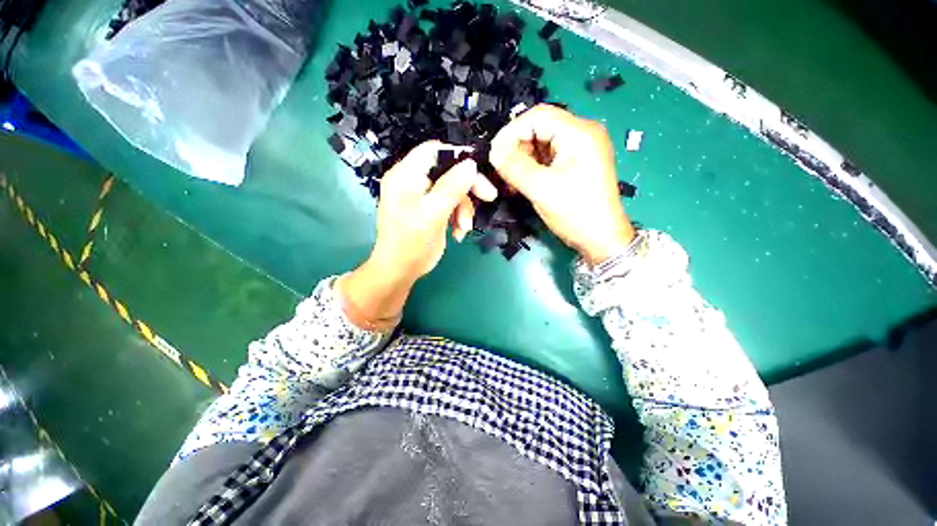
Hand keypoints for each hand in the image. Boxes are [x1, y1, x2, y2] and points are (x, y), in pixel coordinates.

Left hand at [339, 141, 496, 329]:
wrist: (401, 270)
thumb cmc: (412, 243)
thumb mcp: (433, 214)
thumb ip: (451, 187)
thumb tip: (470, 164)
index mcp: (406, 175)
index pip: (433, 151)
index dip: (457, 156)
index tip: (478, 170)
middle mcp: (413, 181)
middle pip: (448, 171)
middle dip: (467, 188)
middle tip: (488, 197)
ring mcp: (422, 196)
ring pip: (454, 190)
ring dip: (464, 208)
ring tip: (464, 228)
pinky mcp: (430, 210)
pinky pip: (451, 204)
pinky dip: (458, 217)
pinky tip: (458, 232)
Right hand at [490, 104, 635, 265]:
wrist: (601, 239)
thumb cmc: (576, 213)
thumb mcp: (541, 189)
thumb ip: (514, 167)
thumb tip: (493, 152)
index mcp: (579, 133)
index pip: (537, 116)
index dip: (511, 132)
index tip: (494, 154)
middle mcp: (581, 134)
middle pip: (539, 128)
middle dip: (516, 148)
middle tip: (502, 171)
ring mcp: (579, 150)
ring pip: (540, 144)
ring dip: (522, 160)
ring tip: (511, 181)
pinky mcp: (575, 164)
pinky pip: (547, 158)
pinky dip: (531, 168)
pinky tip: (521, 183)